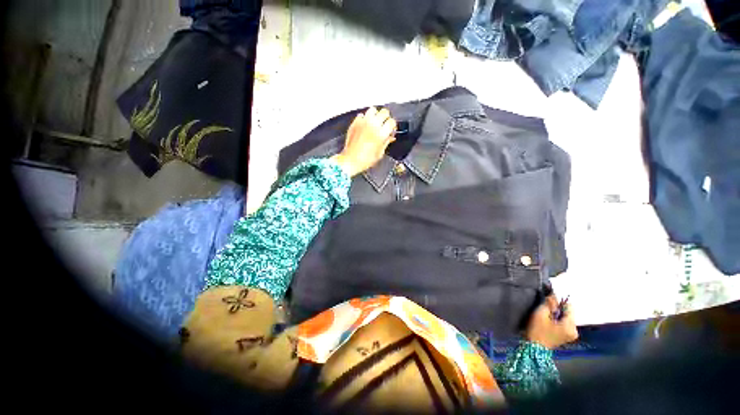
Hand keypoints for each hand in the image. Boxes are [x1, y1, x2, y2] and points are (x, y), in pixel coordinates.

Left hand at [331, 107, 396, 176]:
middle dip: (386, 118)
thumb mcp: (380, 153)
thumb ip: (386, 142)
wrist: (351, 161)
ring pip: (373, 110)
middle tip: (385, 124)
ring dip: (376, 115)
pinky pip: (361, 115)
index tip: (391, 130)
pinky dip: (364, 118)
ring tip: (375, 122)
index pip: (392, 122)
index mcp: (381, 134)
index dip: (393, 126)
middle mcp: (372, 125)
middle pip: (384, 112)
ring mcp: (363, 123)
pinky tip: (365, 125)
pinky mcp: (355, 123)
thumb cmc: (365, 160)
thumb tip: (390, 137)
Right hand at [525, 294, 578, 348]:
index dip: (558, 301)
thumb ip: (549, 304)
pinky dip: (558, 320)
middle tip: (546, 309)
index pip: (569, 306)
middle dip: (558, 309)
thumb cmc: (537, 330)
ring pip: (566, 317)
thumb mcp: (541, 314)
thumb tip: (553, 295)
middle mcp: (575, 330)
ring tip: (547, 316)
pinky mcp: (568, 336)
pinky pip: (565, 323)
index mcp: (570, 325)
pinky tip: (550, 322)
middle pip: (568, 312)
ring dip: (558, 314)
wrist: (534, 348)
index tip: (549, 300)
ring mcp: (572, 334)